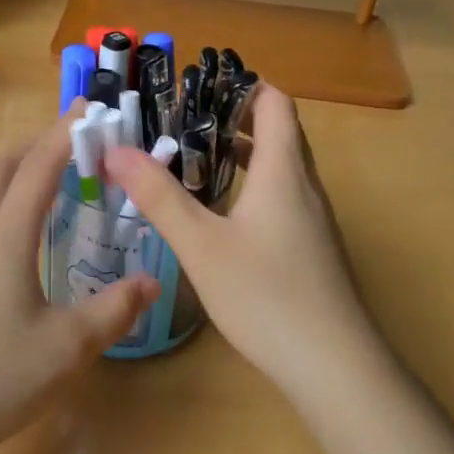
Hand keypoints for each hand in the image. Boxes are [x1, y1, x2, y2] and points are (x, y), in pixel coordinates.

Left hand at [0, 104, 159, 453]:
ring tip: (54, 186)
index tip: (89, 110)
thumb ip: (113, 310)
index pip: (39, 166)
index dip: (65, 133)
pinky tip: (22, 240)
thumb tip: (150, 281)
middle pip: (3, 166)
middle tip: (76, 147)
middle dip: (39, 145)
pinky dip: (4, 204)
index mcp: (6, 235)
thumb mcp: (67, 347)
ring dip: (18, 173)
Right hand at [103, 85, 380, 399]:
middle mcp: (304, 185)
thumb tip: (117, 150)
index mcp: (283, 170)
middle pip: (278, 130)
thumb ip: (159, 196)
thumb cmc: (267, 296)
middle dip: (233, 116)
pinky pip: (282, 195)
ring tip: (193, 156)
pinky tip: (220, 212)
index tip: (199, 84)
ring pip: (280, 166)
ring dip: (242, 152)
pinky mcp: (312, 247)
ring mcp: (313, 219)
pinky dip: (252, 184)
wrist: (335, 368)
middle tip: (183, 118)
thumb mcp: (202, 245)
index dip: (242, 85)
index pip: (275, 103)